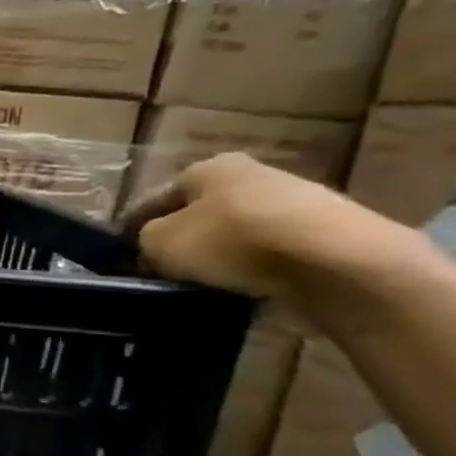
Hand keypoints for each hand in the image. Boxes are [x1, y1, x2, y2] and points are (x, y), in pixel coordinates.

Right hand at [124, 152, 379, 299]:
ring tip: (199, 284)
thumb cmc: (232, 241)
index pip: (150, 200)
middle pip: (196, 213)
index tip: (119, 259)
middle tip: (158, 272)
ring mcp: (291, 200)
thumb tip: (150, 249)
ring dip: (215, 255)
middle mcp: (248, 173)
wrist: (336, 260)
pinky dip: (251, 267)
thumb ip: (143, 242)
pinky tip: (242, 287)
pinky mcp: (322, 230)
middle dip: (177, 240)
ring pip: (232, 231)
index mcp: (205, 168)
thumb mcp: (160, 243)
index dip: (129, 230)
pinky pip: (268, 251)